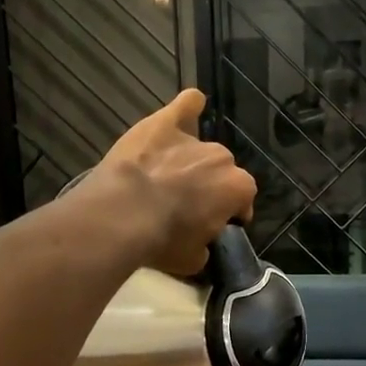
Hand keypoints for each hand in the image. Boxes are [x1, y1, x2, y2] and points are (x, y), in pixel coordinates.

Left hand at [90, 89, 256, 275]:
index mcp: (237, 189)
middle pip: (221, 172)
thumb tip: (202, 244)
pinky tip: (189, 106)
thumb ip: (205, 247)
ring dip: (192, 161)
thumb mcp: (193, 260)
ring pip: (202, 148)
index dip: (229, 213)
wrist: (122, 215)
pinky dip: (188, 107)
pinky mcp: (164, 123)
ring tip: (169, 176)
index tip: (213, 225)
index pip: (242, 200)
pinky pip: (186, 106)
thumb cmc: (162, 241)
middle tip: (185, 204)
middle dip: (208, 186)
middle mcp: (222, 159)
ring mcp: (194, 139)